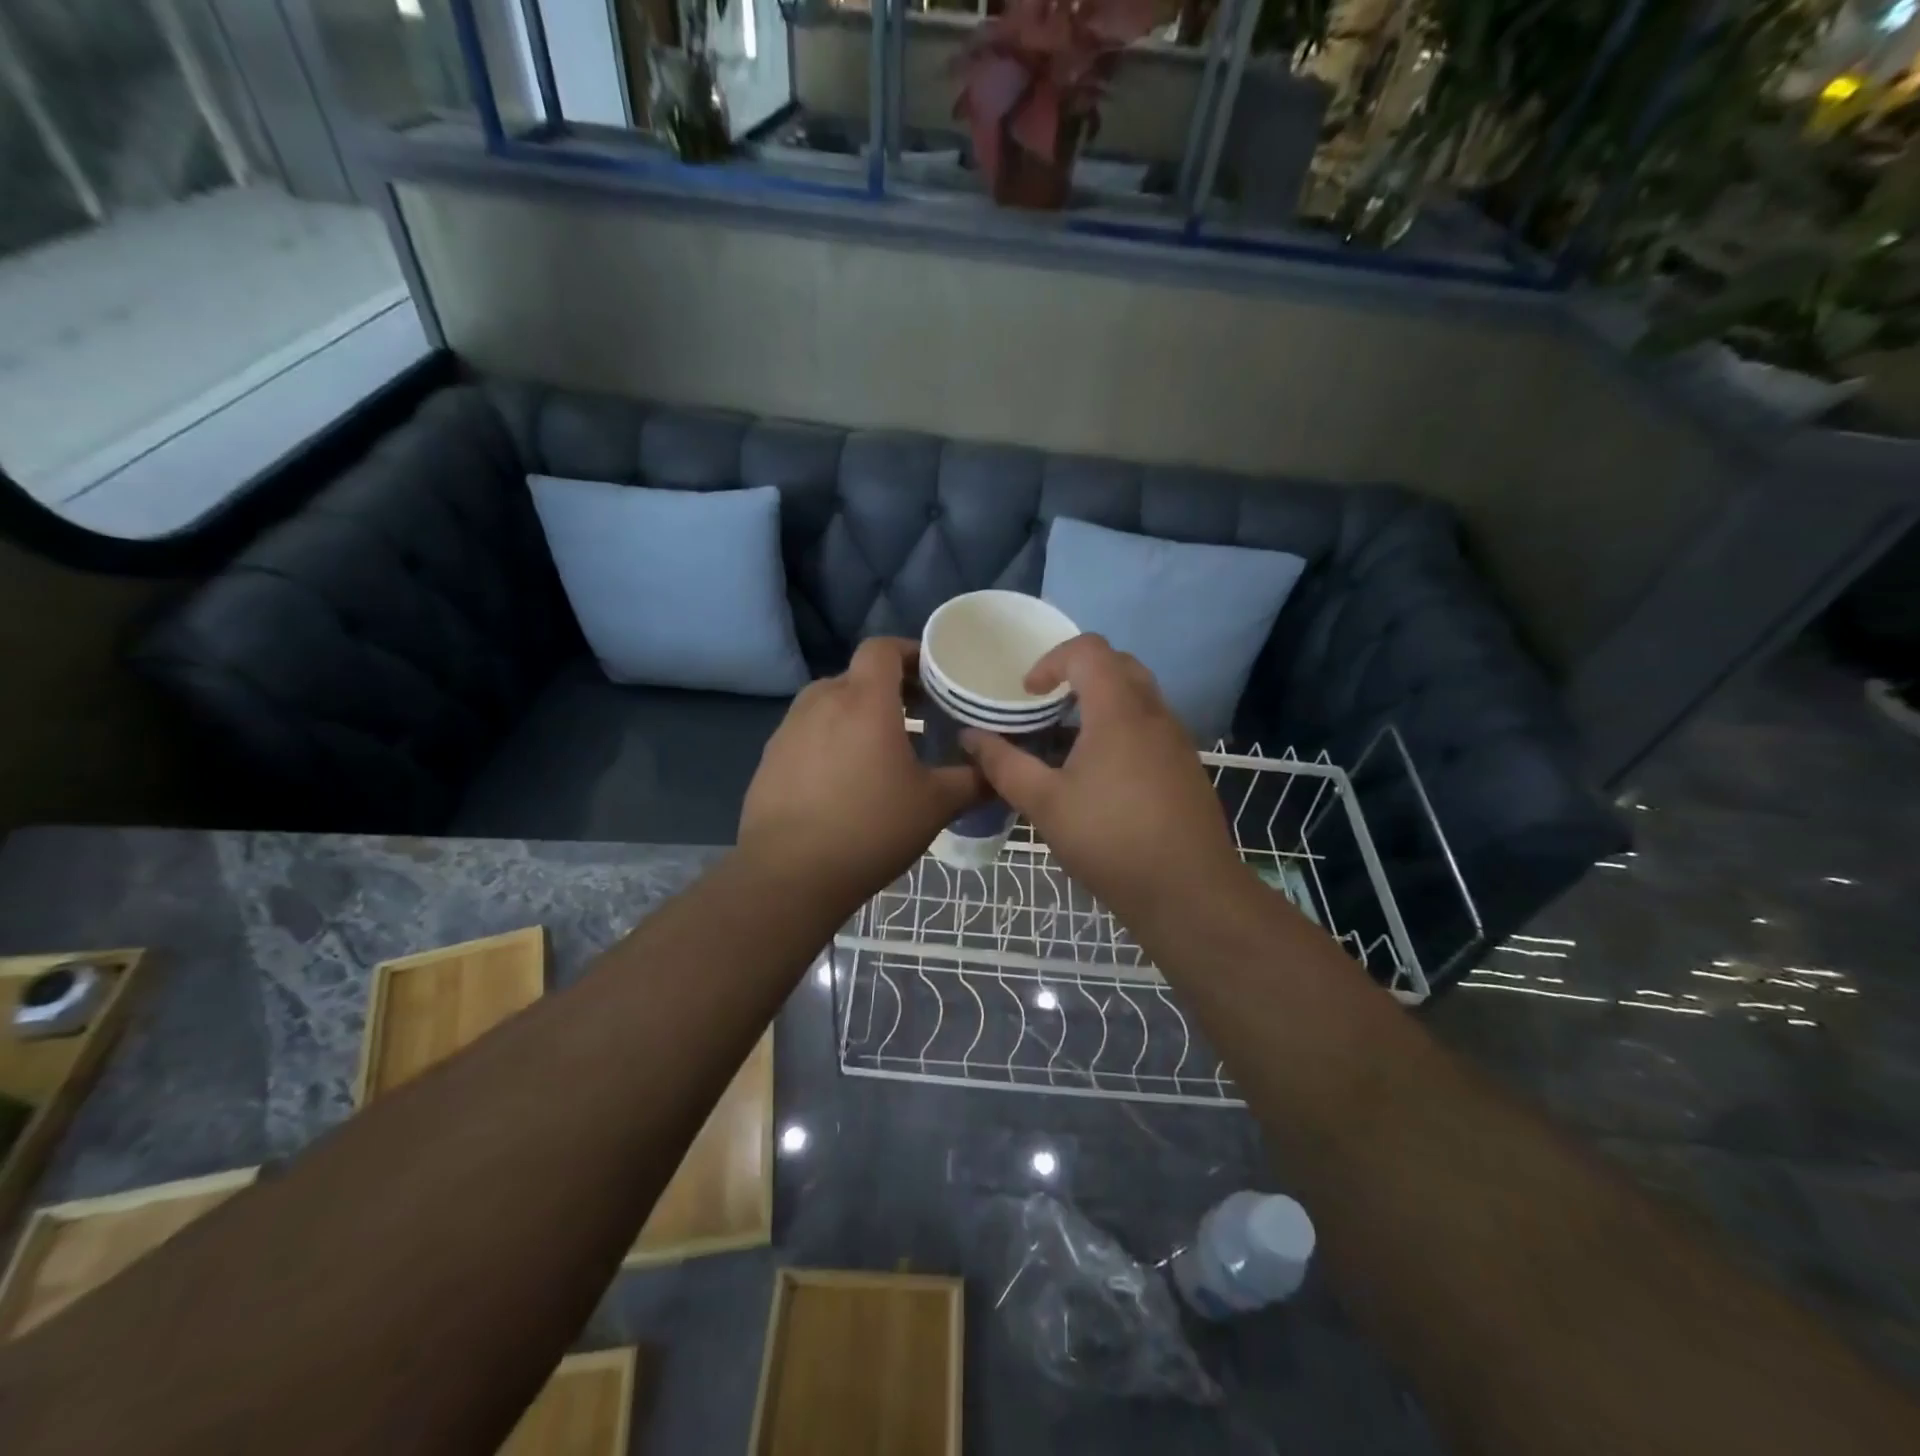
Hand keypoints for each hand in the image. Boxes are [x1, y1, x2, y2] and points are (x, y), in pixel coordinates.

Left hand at [739, 638, 983, 902]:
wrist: (789, 874)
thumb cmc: (870, 829)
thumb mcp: (935, 805)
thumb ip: (973, 780)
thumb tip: (998, 769)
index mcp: (864, 701)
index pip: (882, 648)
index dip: (909, 652)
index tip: (933, 676)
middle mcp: (822, 701)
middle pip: (858, 675)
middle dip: (890, 688)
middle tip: (920, 715)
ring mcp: (790, 728)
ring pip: (831, 702)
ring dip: (859, 713)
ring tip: (883, 747)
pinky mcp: (771, 756)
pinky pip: (809, 731)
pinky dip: (832, 737)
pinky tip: (845, 777)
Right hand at [961, 635, 1243, 926]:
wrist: (1189, 891)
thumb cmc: (1110, 840)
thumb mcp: (1045, 804)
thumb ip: (1003, 765)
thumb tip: (970, 738)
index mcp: (1119, 711)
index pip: (1089, 650)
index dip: (1052, 660)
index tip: (1027, 693)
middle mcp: (1154, 713)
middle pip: (1118, 664)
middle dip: (1078, 673)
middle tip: (1047, 705)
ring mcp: (1177, 739)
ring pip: (1138, 695)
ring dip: (1102, 700)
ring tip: (1069, 739)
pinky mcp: (1186, 766)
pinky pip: (1151, 724)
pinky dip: (1121, 726)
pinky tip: (1102, 773)